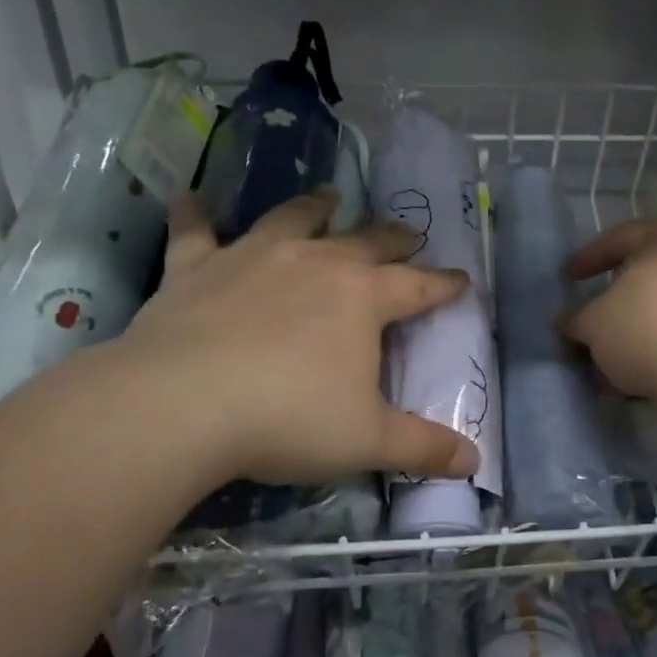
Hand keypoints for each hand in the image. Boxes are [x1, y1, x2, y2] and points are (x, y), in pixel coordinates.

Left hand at [109, 188, 478, 487]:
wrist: (182, 405)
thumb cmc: (288, 420)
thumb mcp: (368, 441)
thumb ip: (424, 447)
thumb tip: (475, 460)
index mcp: (362, 297)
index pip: (418, 286)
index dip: (445, 284)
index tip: (463, 279)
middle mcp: (314, 262)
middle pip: (365, 241)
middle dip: (393, 238)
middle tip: (408, 233)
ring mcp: (252, 257)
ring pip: (292, 219)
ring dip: (315, 208)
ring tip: (328, 196)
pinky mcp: (195, 267)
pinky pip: (194, 230)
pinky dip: (194, 213)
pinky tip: (190, 197)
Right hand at [563, 219, 656, 401]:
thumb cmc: (645, 327)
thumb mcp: (593, 323)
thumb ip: (576, 318)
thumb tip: (567, 323)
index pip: (620, 238)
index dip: (589, 258)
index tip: (569, 278)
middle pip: (649, 272)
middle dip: (619, 298)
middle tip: (596, 315)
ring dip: (640, 327)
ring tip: (615, 355)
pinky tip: (643, 369)